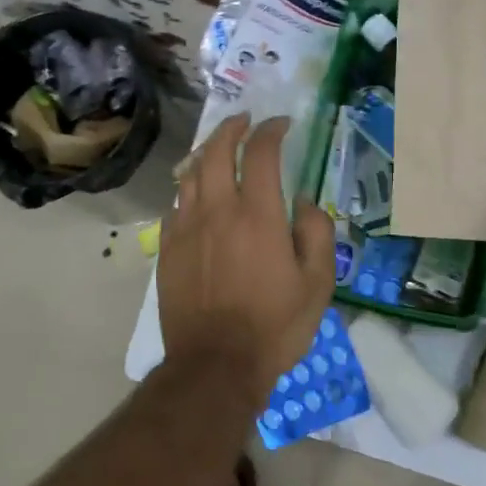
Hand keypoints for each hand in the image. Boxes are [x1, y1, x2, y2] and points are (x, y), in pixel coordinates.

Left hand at [159, 115, 336, 402]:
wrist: (214, 365)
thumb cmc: (273, 326)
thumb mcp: (317, 284)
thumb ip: (316, 234)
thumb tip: (302, 203)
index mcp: (257, 215)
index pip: (260, 153)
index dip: (271, 130)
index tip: (281, 124)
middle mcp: (217, 211)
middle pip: (216, 151)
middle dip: (231, 128)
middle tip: (244, 120)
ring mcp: (186, 229)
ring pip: (189, 174)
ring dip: (206, 153)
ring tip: (219, 149)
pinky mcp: (167, 249)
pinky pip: (175, 205)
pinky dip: (188, 189)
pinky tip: (195, 195)